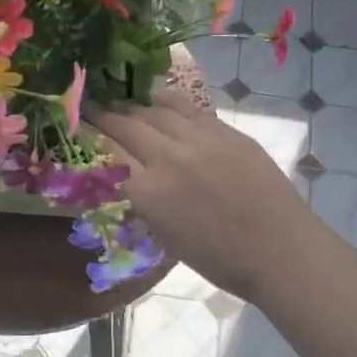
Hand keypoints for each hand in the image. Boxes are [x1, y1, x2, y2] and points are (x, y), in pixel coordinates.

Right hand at [90, 87, 326, 301]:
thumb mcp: (166, 236)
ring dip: (134, 103)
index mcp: (148, 192)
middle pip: (127, 124)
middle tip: (90, 105)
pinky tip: (157, 96)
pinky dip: (167, 100)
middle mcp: (168, 157)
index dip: (89, 135)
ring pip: (156, 109)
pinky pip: (188, 108)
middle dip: (104, 113)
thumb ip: (142, 201)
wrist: (279, 250)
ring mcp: (199, 139)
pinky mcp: (226, 131)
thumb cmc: (220, 259)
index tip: (77, 125)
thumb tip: (127, 177)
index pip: (107, 152)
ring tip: (121, 98)